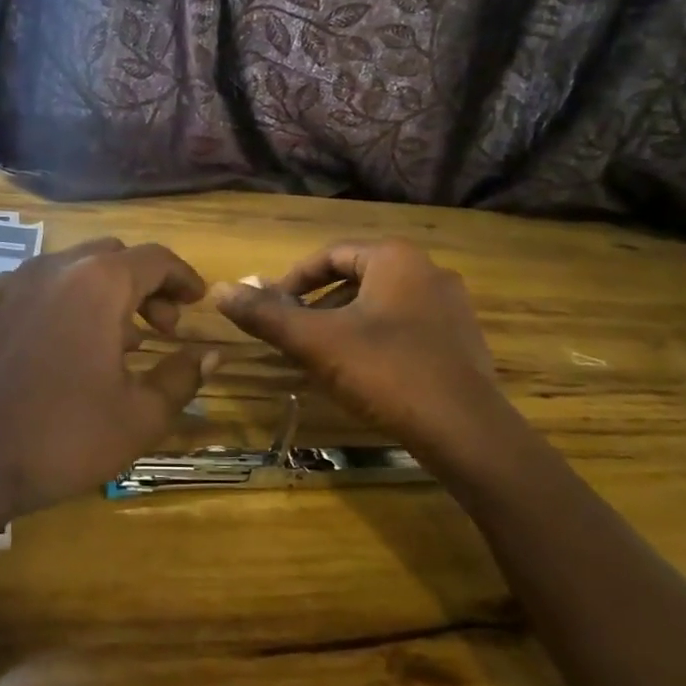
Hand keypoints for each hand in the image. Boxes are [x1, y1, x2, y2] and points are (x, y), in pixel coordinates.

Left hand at [0, 238, 216, 522]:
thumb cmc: (61, 438)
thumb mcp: (139, 417)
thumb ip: (182, 377)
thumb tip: (210, 354)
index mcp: (97, 284)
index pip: (155, 259)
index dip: (183, 277)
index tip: (197, 301)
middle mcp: (52, 268)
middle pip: (112, 257)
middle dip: (144, 285)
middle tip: (160, 329)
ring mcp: (8, 284)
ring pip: (70, 269)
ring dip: (101, 294)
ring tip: (112, 342)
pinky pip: (32, 289)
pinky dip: (60, 303)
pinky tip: (58, 347)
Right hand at [213, 239, 532, 478]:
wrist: (466, 431)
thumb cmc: (386, 372)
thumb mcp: (316, 342)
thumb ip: (266, 315)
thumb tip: (219, 290)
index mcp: (395, 259)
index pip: (331, 254)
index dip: (293, 280)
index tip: (272, 307)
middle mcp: (428, 271)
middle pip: (356, 278)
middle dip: (318, 303)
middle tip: (293, 332)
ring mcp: (452, 307)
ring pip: (381, 304)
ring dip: (345, 322)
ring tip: (321, 355)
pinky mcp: (463, 341)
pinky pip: (406, 327)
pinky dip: (376, 339)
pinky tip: (363, 373)